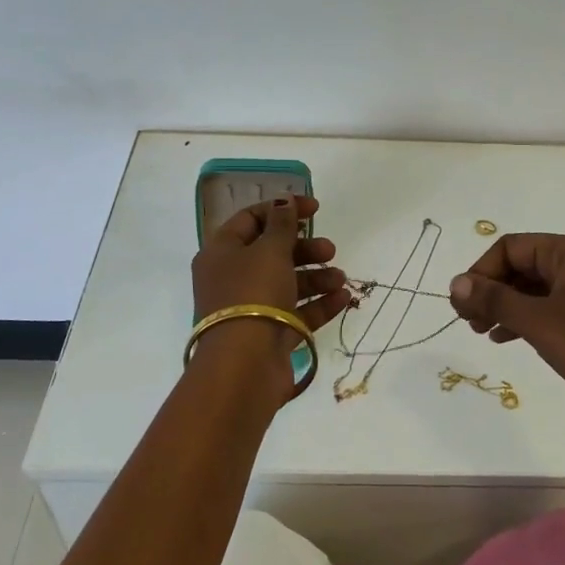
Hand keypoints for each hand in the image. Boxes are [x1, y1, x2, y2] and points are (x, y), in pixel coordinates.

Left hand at [191, 196, 350, 400]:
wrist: (244, 366)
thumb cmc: (253, 295)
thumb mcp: (270, 251)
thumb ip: (281, 224)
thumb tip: (284, 199)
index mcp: (222, 252)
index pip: (251, 219)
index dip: (282, 209)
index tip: (315, 209)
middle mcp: (232, 278)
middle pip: (272, 253)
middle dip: (304, 248)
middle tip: (330, 249)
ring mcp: (250, 309)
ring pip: (286, 283)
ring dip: (316, 276)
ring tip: (340, 278)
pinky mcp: (269, 335)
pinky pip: (296, 312)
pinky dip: (318, 303)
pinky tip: (343, 297)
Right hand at [449, 233, 564, 439]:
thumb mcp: (537, 321)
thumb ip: (494, 299)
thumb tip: (455, 283)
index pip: (510, 247)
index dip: (481, 271)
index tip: (462, 302)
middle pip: (519, 266)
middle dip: (490, 290)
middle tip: (466, 320)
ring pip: (530, 289)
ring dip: (503, 306)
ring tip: (480, 331)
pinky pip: (546, 308)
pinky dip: (522, 319)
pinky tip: (504, 338)